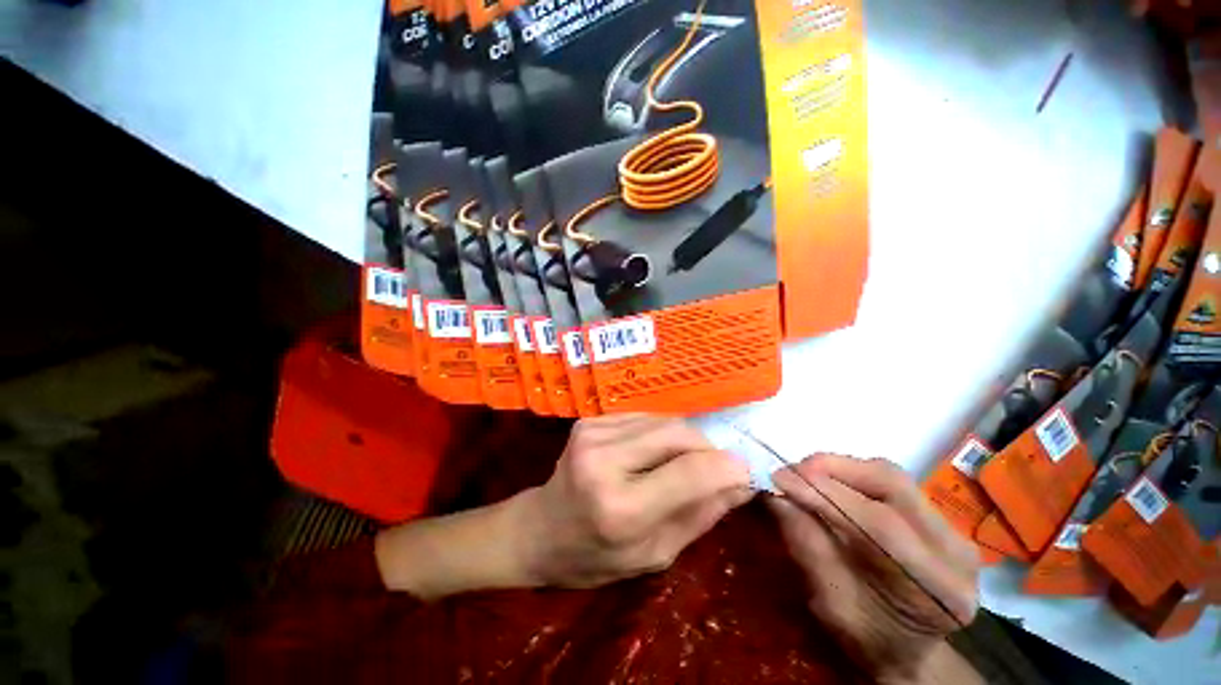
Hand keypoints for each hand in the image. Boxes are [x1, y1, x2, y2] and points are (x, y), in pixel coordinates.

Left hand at [517, 414, 752, 587]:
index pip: (690, 472)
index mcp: (620, 508)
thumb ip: (700, 515)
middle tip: (714, 468)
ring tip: (681, 463)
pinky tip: (653, 452)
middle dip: (706, 448)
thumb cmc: (595, 556)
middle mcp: (604, 460)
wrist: (539, 529)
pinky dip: (660, 433)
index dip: (726, 467)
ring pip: (663, 420)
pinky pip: (643, 418)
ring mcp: (593, 433)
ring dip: (684, 440)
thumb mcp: (654, 554)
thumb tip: (741, 483)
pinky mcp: (590, 420)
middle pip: (678, 433)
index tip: (743, 472)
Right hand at [769, 455, 979, 684]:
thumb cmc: (867, 637)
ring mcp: (952, 530)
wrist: (907, 647)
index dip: (824, 493)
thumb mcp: (830, 604)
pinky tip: (829, 483)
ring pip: (890, 475)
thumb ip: (808, 547)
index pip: (879, 524)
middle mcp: (955, 552)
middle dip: (831, 469)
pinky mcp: (938, 517)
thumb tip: (777, 497)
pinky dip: (851, 475)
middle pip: (891, 485)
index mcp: (937, 589)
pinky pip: (891, 481)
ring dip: (839, 468)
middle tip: (790, 472)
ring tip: (804, 476)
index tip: (779, 478)